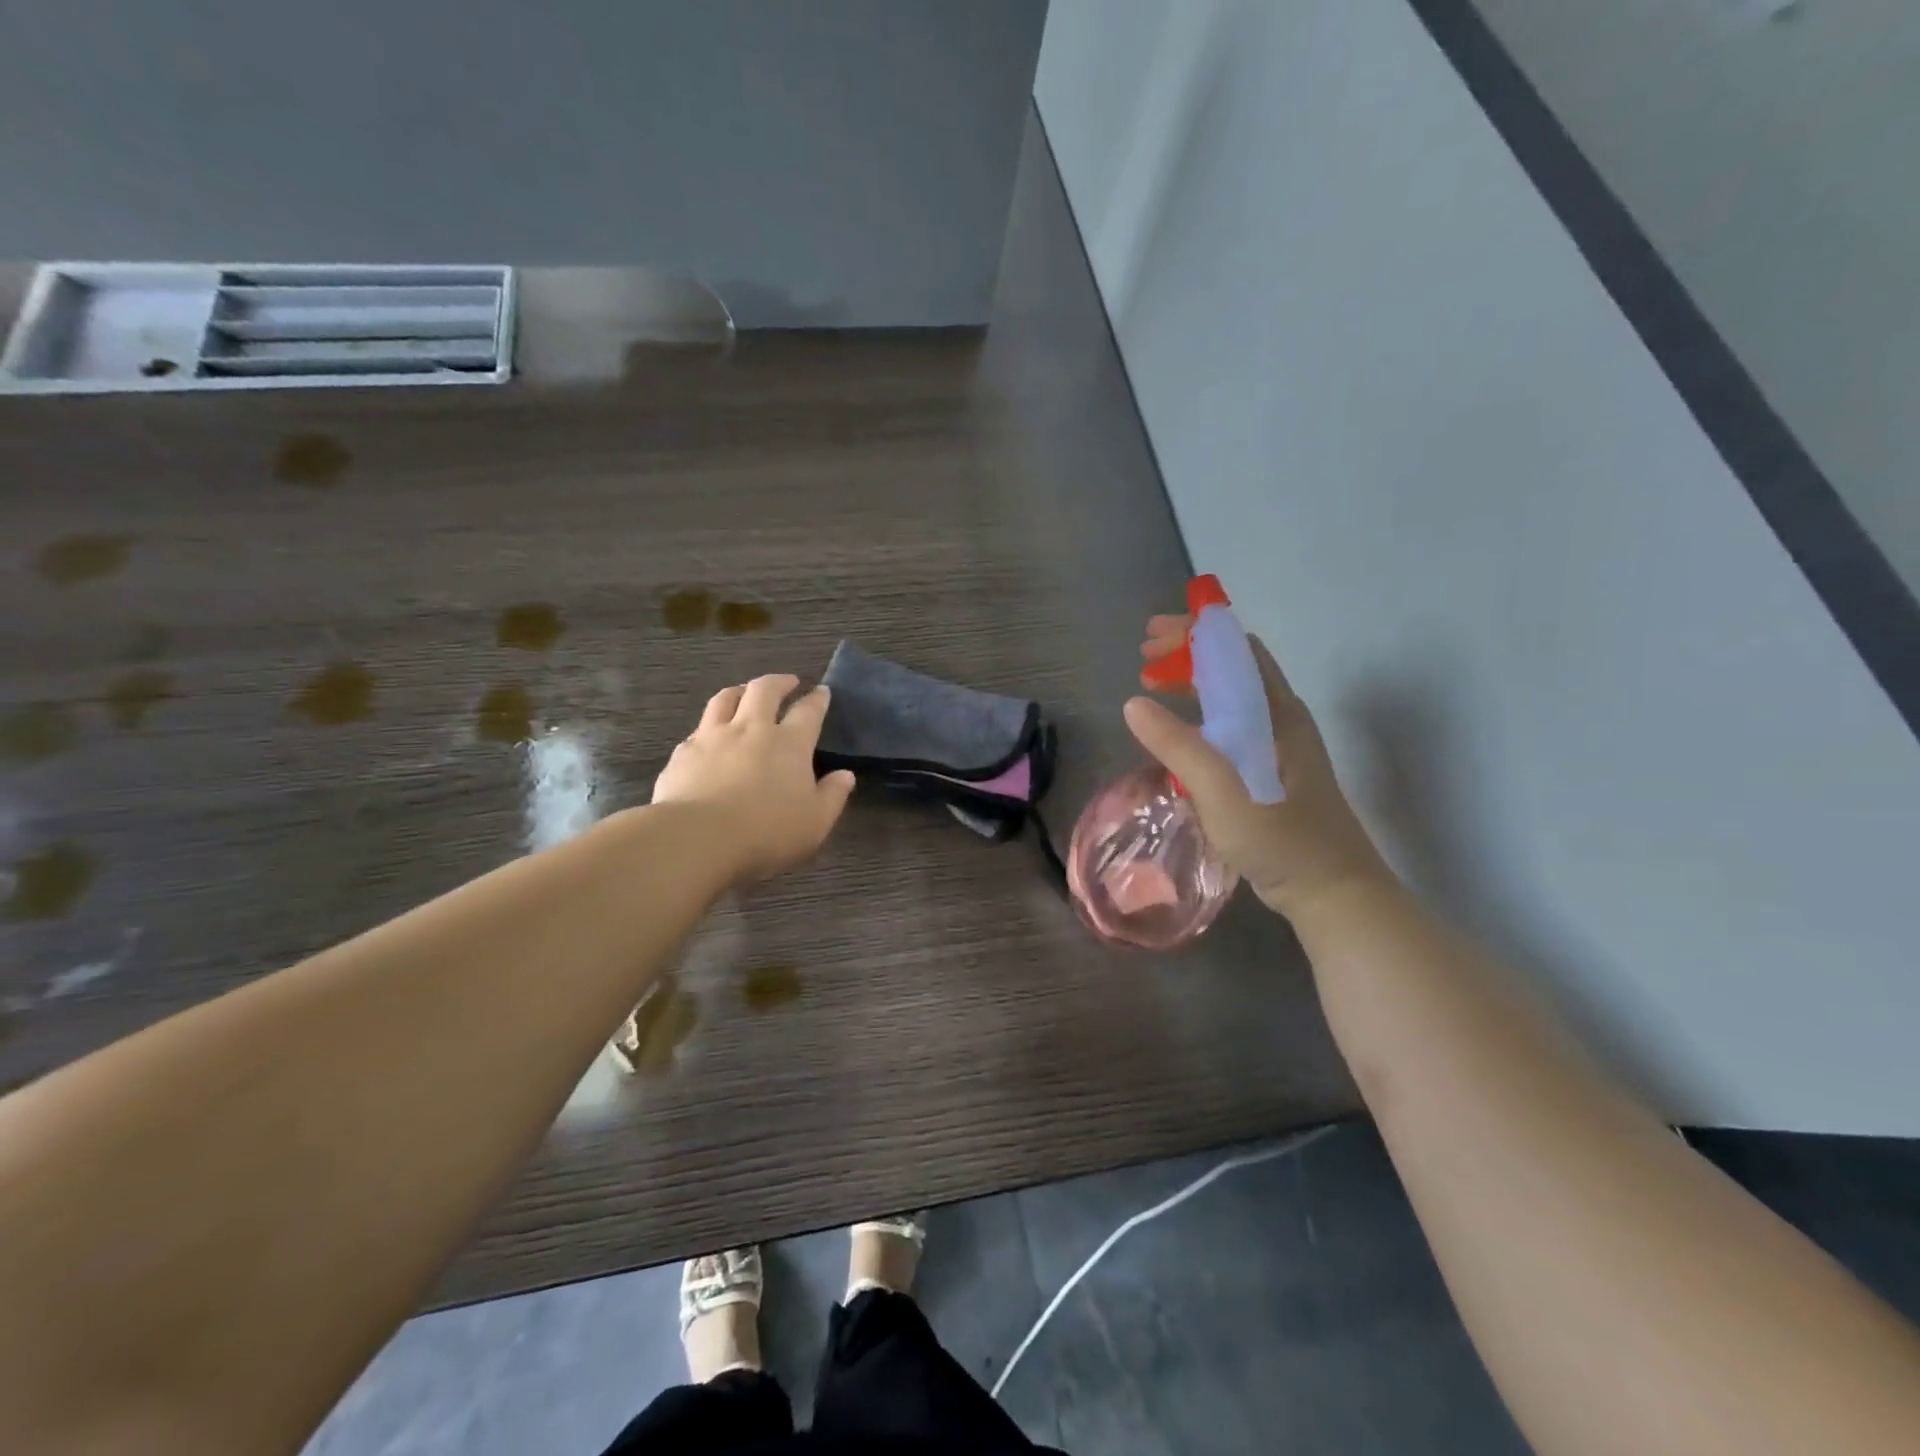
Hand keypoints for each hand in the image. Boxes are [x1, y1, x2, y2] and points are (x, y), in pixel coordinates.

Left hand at [653, 674, 856, 883]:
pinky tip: (708, 736)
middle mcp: (751, 729)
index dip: (817, 699)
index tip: (822, 692)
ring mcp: (713, 737)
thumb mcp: (815, 822)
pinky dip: (708, 726)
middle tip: (787, 682)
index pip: (808, 711)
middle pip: (764, 690)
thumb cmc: (766, 831)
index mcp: (789, 743)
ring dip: (740, 691)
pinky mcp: (683, 753)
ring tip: (745, 692)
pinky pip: (698, 729)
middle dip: (779, 682)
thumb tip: (845, 775)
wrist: (697, 838)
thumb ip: (833, 796)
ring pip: (725, 699)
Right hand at [1124, 617, 1391, 920]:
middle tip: (1143, 659)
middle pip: (1232, 667)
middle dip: (1186, 654)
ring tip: (1151, 689)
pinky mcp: (1270, 772)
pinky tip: (1178, 736)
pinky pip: (1230, 727)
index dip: (1194, 635)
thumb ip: (1179, 746)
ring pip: (1231, 697)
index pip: (1237, 649)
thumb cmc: (1282, 839)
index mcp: (1276, 712)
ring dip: (1191, 684)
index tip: (1152, 640)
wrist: (1333, 893)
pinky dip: (1199, 717)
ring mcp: (1278, 746)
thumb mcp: (1224, 792)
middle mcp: (1280, 719)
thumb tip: (1133, 703)